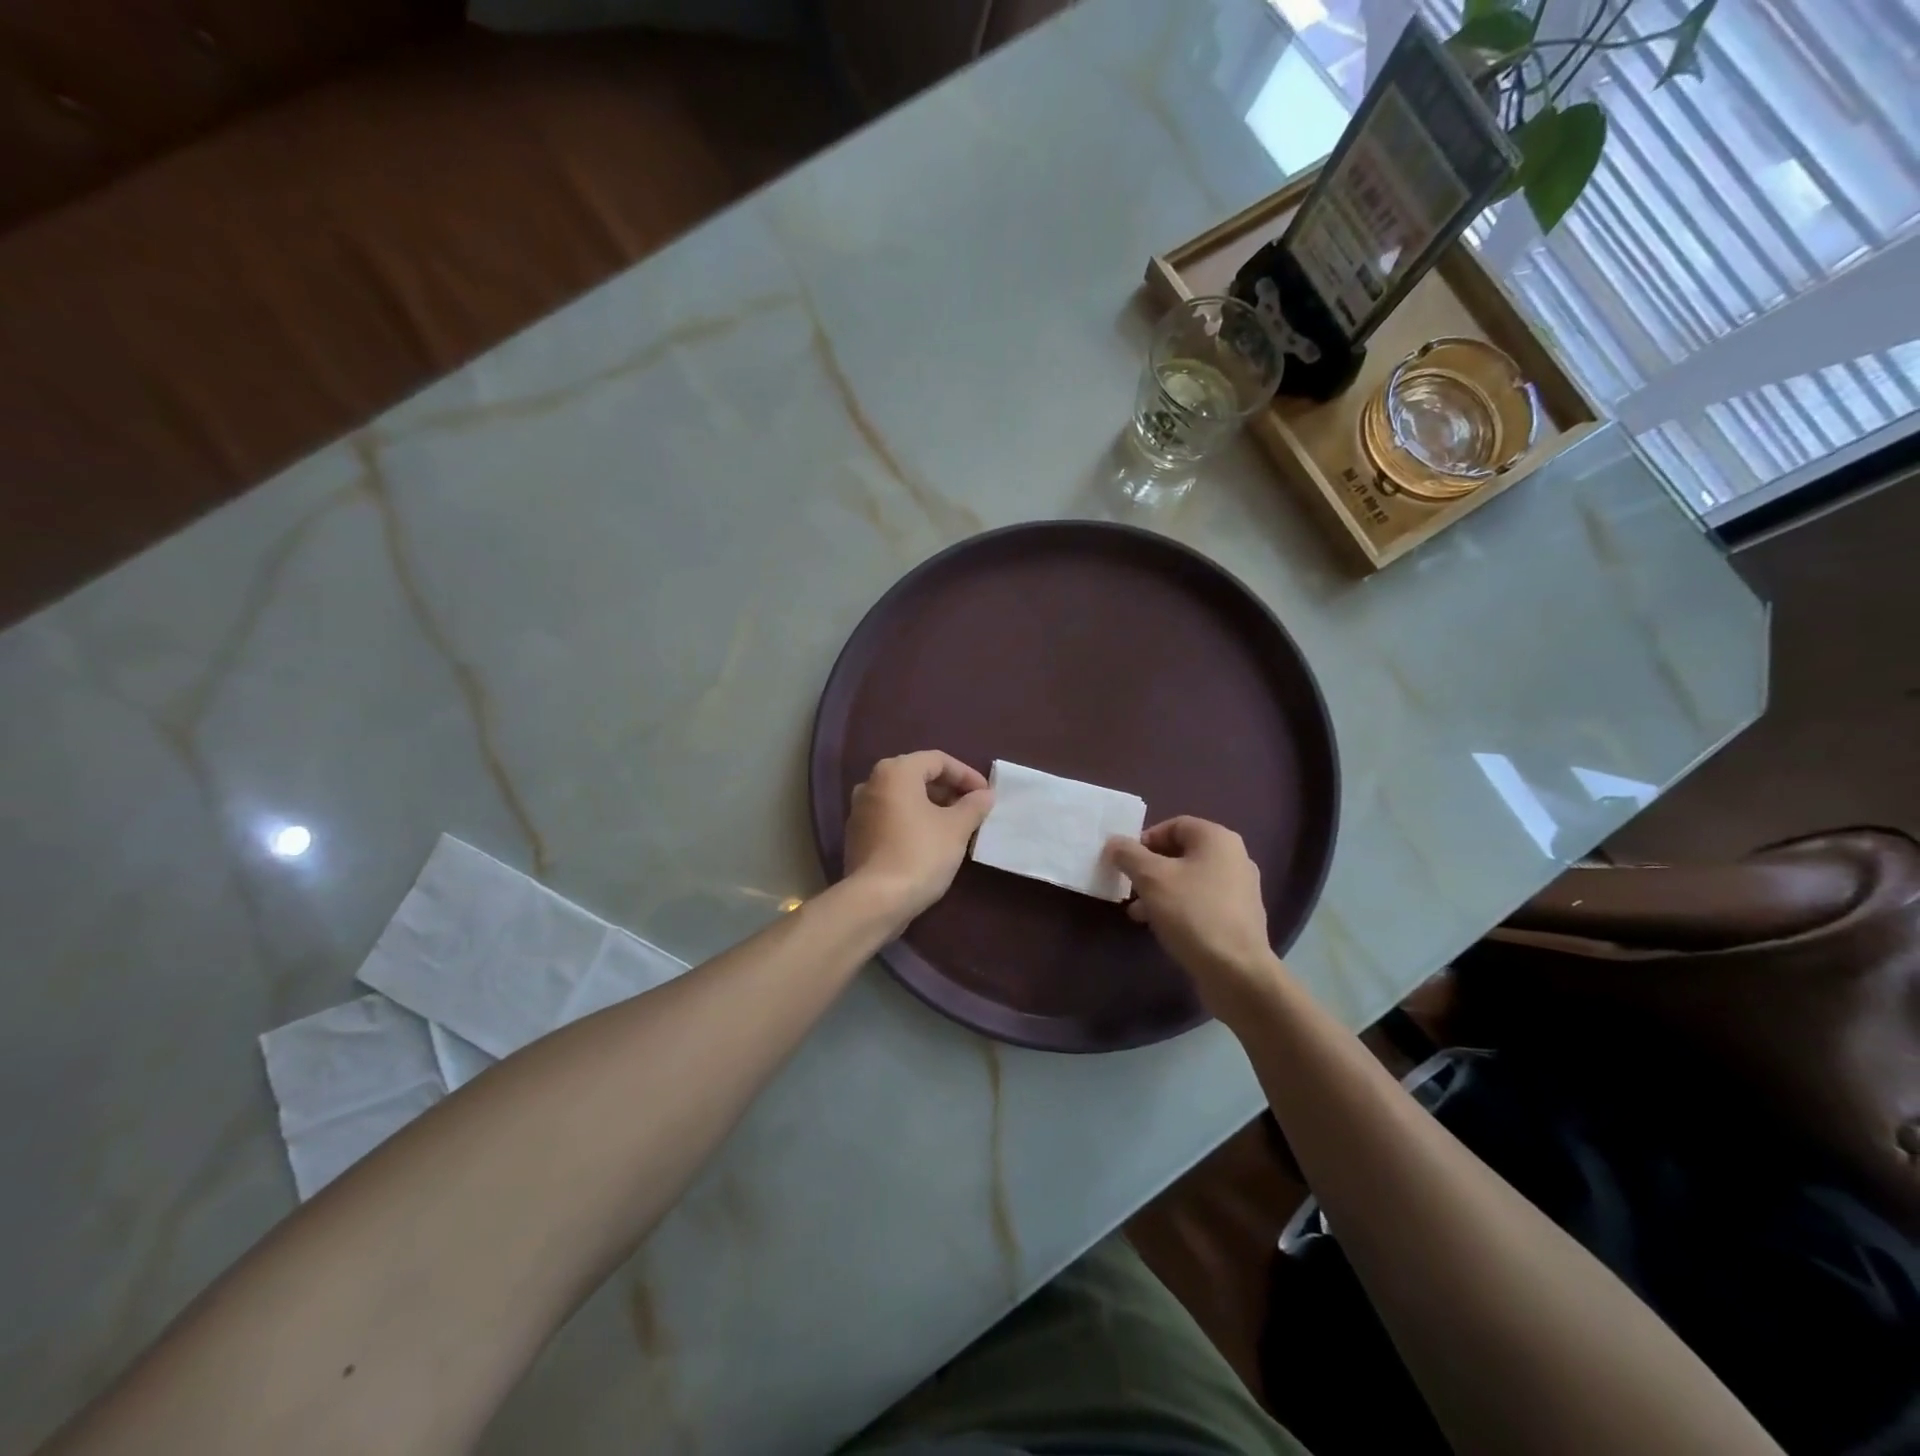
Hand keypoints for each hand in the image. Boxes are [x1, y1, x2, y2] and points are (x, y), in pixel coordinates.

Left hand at [843, 751, 993, 929]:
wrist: (875, 900)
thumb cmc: (920, 854)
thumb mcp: (956, 828)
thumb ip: (973, 806)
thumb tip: (985, 795)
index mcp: (895, 772)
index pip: (938, 760)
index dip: (966, 774)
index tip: (986, 795)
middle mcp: (872, 783)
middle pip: (918, 776)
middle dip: (948, 790)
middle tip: (973, 809)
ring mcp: (860, 810)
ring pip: (903, 798)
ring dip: (931, 806)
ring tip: (956, 825)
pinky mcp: (857, 836)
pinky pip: (891, 817)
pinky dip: (913, 821)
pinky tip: (931, 841)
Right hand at [1106, 817, 1287, 1021]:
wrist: (1236, 971)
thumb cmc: (1192, 913)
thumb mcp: (1151, 878)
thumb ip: (1129, 855)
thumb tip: (1114, 842)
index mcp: (1217, 839)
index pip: (1174, 825)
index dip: (1145, 839)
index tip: (1126, 861)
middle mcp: (1234, 858)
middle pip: (1181, 853)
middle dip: (1150, 868)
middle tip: (1128, 886)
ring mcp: (1240, 889)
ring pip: (1189, 880)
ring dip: (1160, 891)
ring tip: (1137, 912)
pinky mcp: (1238, 918)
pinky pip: (1201, 902)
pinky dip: (1178, 908)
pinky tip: (1160, 927)